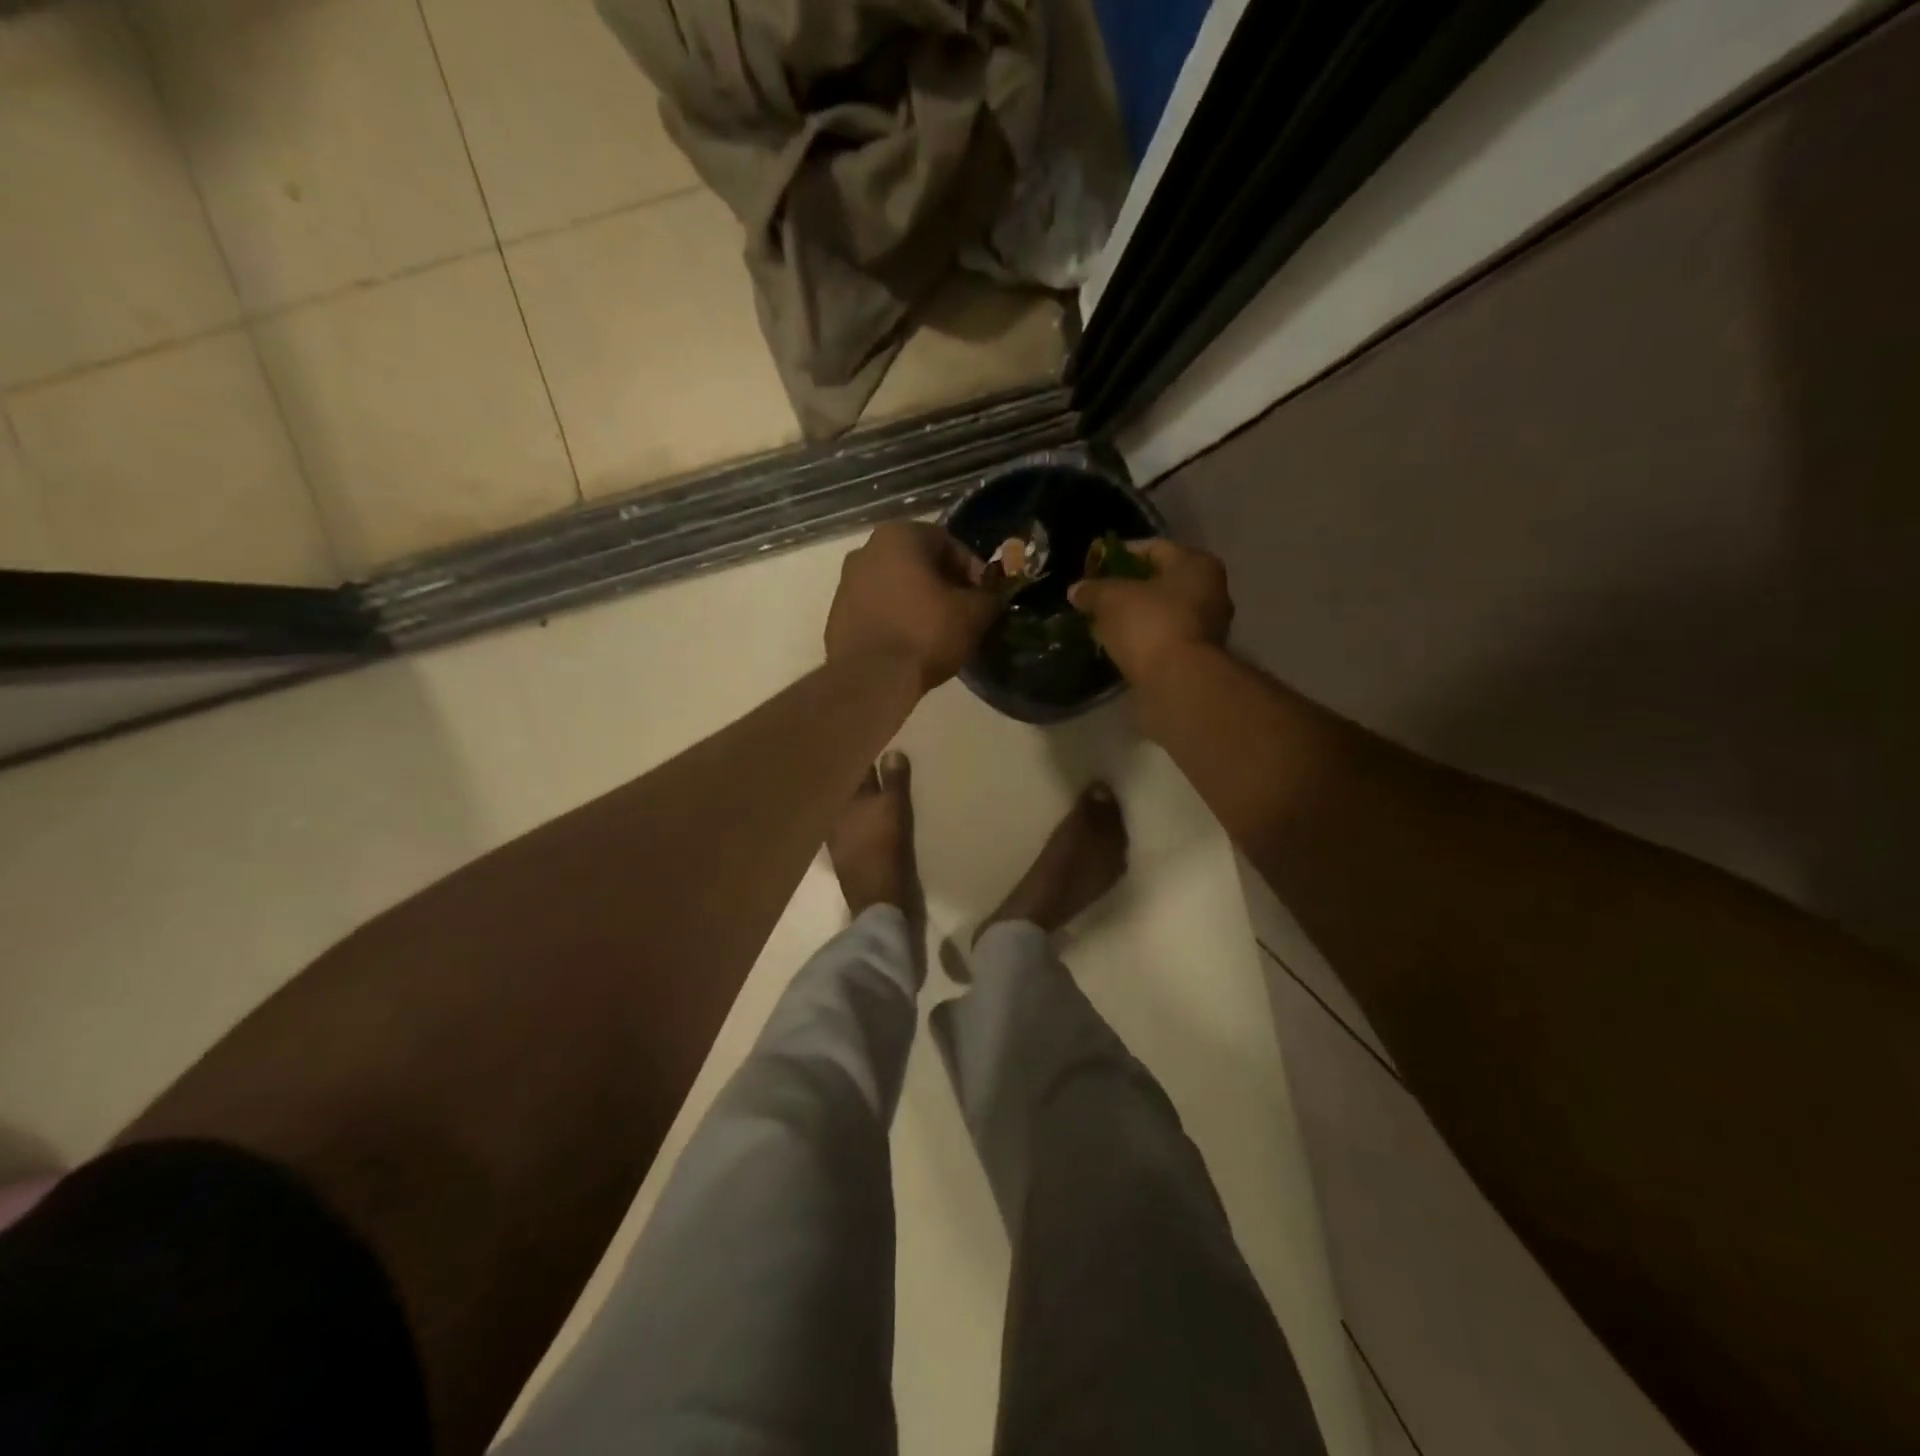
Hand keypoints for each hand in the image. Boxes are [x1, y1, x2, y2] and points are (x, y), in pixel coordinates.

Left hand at [826, 521, 998, 691]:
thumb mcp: (974, 614)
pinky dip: (894, 619)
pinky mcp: (836, 615)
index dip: (972, 570)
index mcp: (899, 535)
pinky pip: (875, 609)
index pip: (948, 543)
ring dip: (916, 601)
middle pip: (918, 562)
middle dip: (942, 584)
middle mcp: (866, 549)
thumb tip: (992, 595)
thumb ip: (990, 596)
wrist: (870, 679)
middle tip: (962, 613)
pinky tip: (908, 644)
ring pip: (894, 585)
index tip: (983, 597)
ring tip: (936, 632)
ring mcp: (845, 582)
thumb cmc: (925, 634)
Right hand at [1068, 539, 1232, 684]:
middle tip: (1099, 595)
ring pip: (1164, 609)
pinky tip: (1122, 643)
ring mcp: (1209, 624)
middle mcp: (1211, 588)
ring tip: (1105, 621)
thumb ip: (1092, 589)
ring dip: (1137, 614)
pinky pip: (1166, 634)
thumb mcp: (1110, 599)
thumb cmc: (1150, 624)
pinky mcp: (1200, 654)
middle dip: (1128, 587)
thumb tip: (1076, 590)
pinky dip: (1146, 635)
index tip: (1094, 567)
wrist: (1179, 680)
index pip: (1153, 548)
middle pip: (1161, 580)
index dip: (1119, 554)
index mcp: (1196, 563)